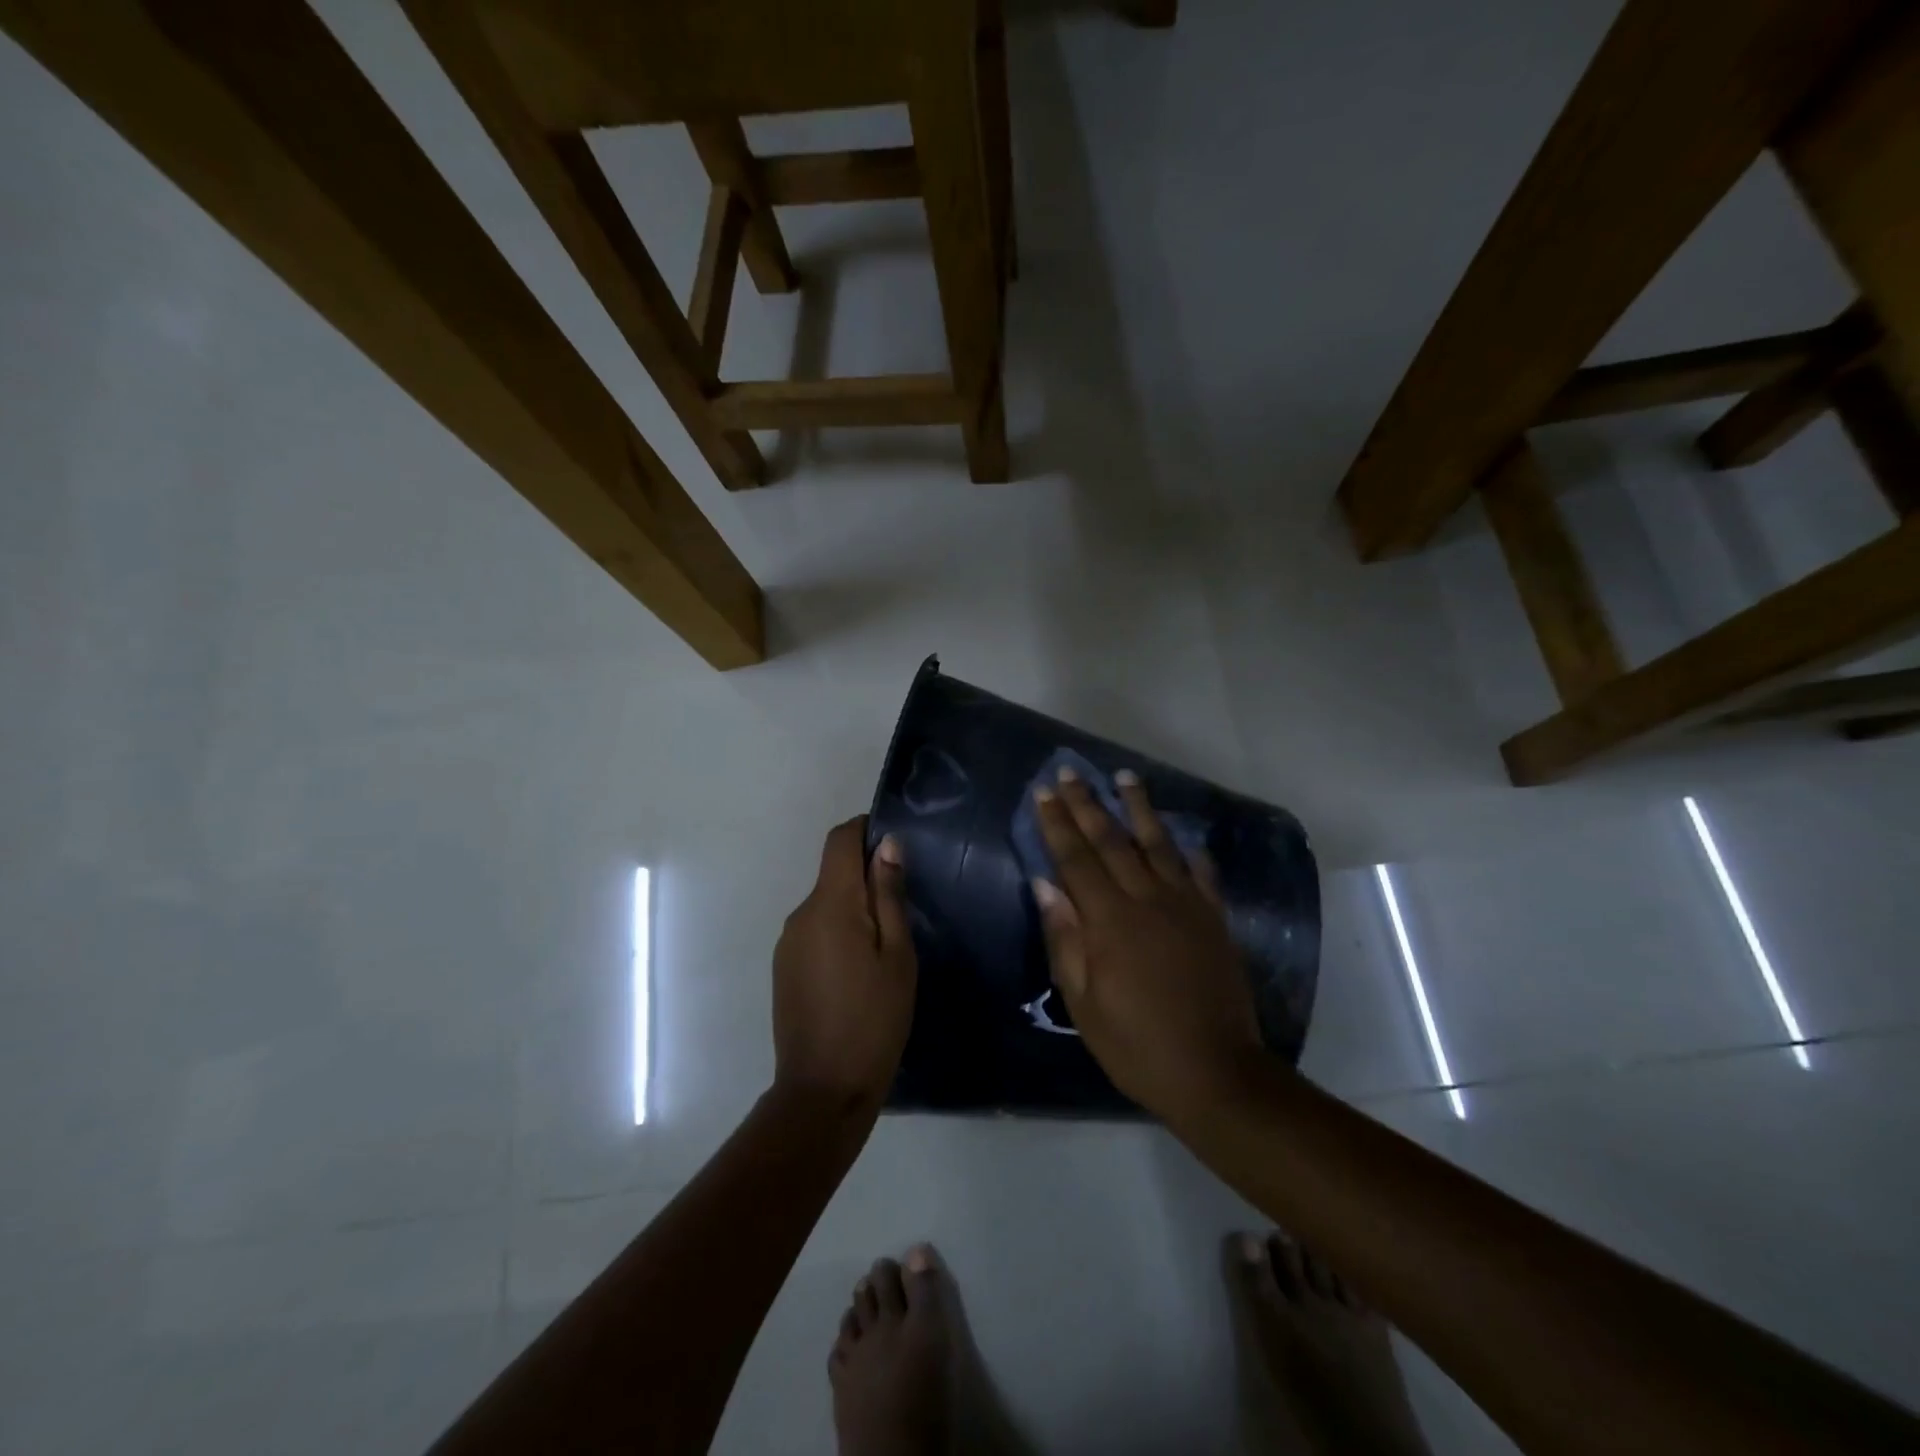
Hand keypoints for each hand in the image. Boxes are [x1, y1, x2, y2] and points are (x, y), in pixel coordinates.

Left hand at [772, 817, 916, 1114]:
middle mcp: (800, 914)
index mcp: (830, 905)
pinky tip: (859, 970)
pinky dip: (838, 933)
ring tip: (886, 946)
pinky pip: (814, 931)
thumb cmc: (874, 1020)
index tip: (894, 846)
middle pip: (832, 872)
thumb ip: (889, 895)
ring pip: (825, 904)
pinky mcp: (783, 967)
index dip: (865, 830)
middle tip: (905, 908)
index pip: (838, 840)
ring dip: (853, 908)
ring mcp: (787, 942)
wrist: (823, 1090)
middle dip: (866, 876)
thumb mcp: (897, 956)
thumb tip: (886, 844)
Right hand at [1031, 769, 1263, 1119]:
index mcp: (1110, 920)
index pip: (1076, 859)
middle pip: (1112, 841)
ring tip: (1125, 777)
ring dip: (1138, 808)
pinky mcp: (1214, 919)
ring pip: (1158, 844)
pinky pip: (1201, 873)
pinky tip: (1182, 835)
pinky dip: (1189, 850)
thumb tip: (1045, 886)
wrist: (1215, 1072)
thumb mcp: (1084, 1002)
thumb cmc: (1136, 1044)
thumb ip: (1065, 939)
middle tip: (1070, 773)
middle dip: (1088, 804)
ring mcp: (1186, 905)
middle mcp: (1148, 900)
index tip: (1043, 792)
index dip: (1057, 824)